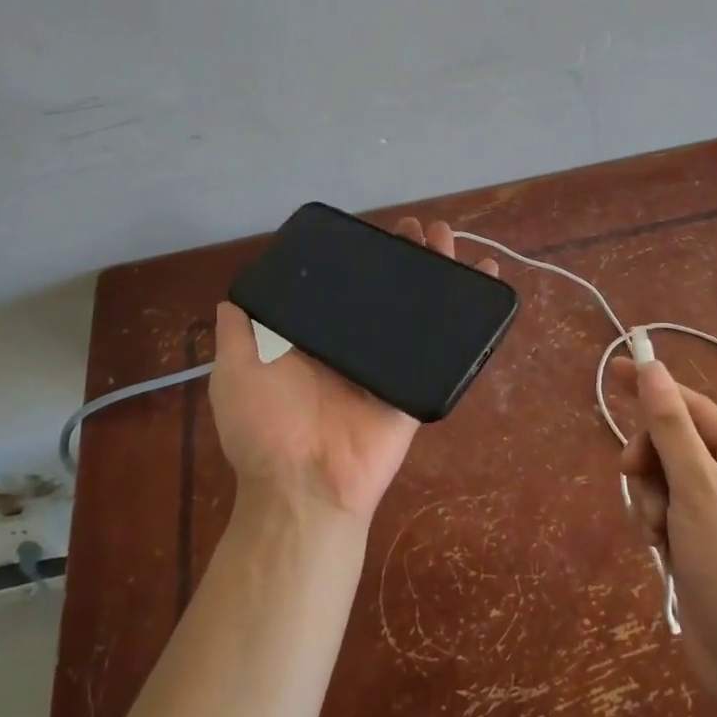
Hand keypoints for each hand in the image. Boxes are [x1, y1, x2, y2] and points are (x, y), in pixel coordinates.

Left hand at [210, 218, 500, 522]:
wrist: (305, 486)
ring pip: (419, 311)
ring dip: (436, 274)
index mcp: (316, 339)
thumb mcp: (236, 373)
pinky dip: (469, 318)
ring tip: (448, 239)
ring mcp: (389, 364)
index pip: (343, 288)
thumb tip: (234, 297)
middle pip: (387, 293)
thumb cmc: (267, 428)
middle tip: (419, 229)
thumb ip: (239, 334)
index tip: (372, 231)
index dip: (359, 259)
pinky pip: (446, 348)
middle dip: (404, 258)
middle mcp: (355, 346)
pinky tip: (482, 281)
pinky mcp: (416, 384)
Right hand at [614, 357, 716, 715]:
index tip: (613, 372)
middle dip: (650, 462)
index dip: (653, 388)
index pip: (693, 408)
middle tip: (633, 478)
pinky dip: (654, 523)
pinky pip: (663, 510)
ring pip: (662, 479)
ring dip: (649, 499)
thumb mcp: (700, 491)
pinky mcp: (700, 541)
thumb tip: (652, 369)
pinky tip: (660, 549)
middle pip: (672, 443)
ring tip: (657, 533)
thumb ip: (671, 428)